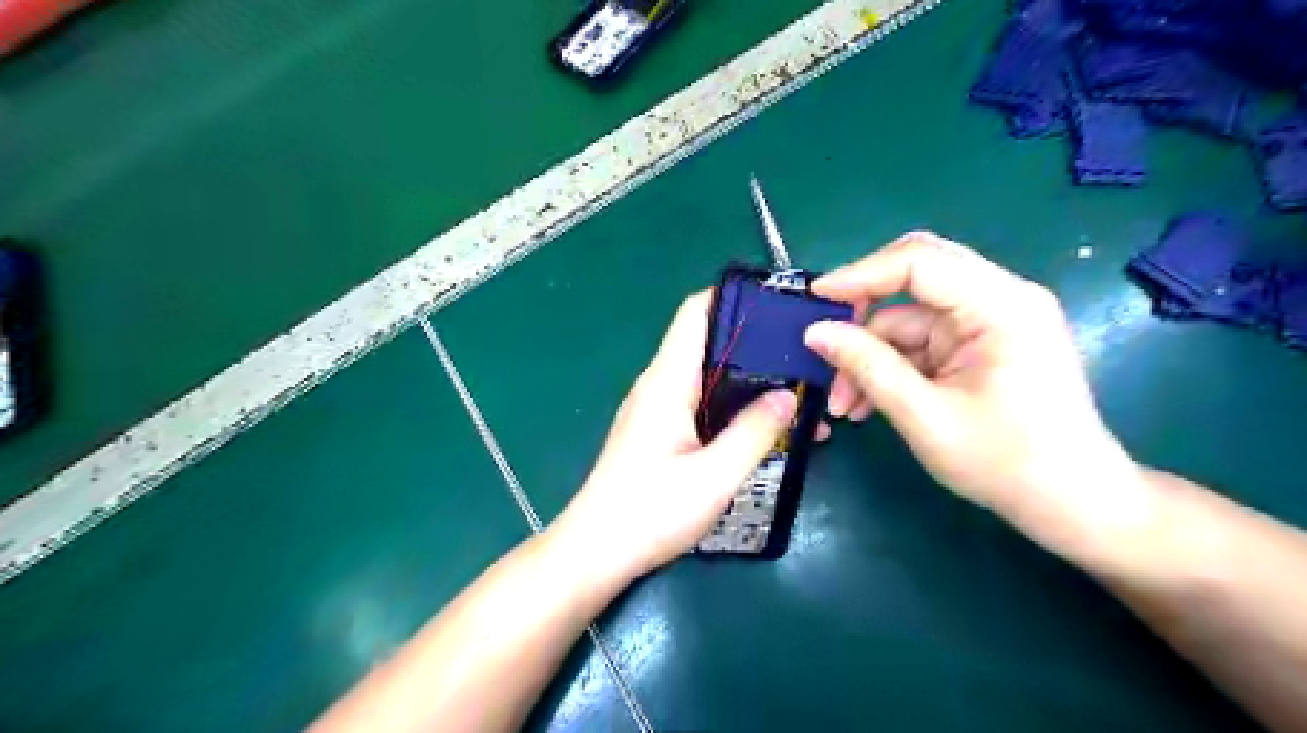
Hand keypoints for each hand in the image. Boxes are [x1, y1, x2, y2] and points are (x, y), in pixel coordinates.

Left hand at [548, 293, 797, 583]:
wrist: (595, 551)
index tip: (781, 307)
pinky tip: (765, 428)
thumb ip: (754, 432)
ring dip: (750, 381)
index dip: (735, 298)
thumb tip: (789, 396)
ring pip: (709, 376)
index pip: (696, 312)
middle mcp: (659, 384)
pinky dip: (734, 406)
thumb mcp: (714, 476)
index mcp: (667, 381)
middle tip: (805, 358)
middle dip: (757, 345)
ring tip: (798, 395)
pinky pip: (702, 403)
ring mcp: (657, 408)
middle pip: (709, 342)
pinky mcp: (660, 431)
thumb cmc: (650, 513)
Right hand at [809, 234, 1151, 567]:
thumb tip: (815, 332)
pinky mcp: (978, 344)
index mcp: (1001, 306)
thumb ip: (868, 367)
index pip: (919, 262)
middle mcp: (999, 299)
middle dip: (862, 311)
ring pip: (908, 317)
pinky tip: (865, 403)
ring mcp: (989, 321)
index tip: (814, 299)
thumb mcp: (924, 416)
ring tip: (842, 404)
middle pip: (914, 277)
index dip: (860, 274)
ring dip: (870, 354)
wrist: (1070, 503)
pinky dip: (888, 367)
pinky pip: (919, 341)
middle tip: (823, 341)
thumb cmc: (1005, 463)